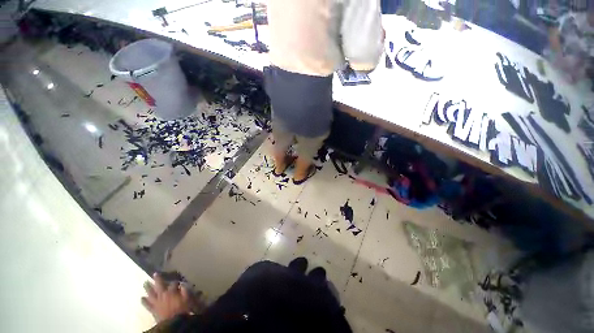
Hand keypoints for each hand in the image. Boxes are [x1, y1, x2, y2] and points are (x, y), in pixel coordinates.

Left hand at [142, 273, 192, 321]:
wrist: (172, 322)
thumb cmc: (181, 309)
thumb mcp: (186, 299)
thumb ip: (184, 291)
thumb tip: (182, 285)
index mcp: (171, 292)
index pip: (173, 283)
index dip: (175, 281)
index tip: (177, 280)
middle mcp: (162, 295)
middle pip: (159, 285)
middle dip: (157, 279)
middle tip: (155, 273)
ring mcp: (156, 302)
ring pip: (151, 293)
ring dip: (148, 288)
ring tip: (145, 282)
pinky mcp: (153, 309)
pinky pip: (147, 305)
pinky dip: (144, 301)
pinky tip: (141, 298)